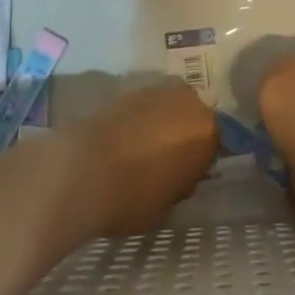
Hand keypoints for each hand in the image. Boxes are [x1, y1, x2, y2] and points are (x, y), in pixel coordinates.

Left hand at [60, 82, 217, 238]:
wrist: (80, 170)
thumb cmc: (133, 196)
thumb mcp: (169, 204)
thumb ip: (181, 183)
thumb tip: (178, 174)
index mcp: (208, 131)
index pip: (214, 145)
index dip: (199, 163)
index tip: (185, 178)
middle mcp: (187, 101)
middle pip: (191, 118)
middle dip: (181, 136)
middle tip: (164, 163)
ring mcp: (154, 90)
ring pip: (166, 109)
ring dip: (159, 125)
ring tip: (139, 151)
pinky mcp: (124, 90)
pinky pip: (141, 108)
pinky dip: (136, 121)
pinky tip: (122, 141)